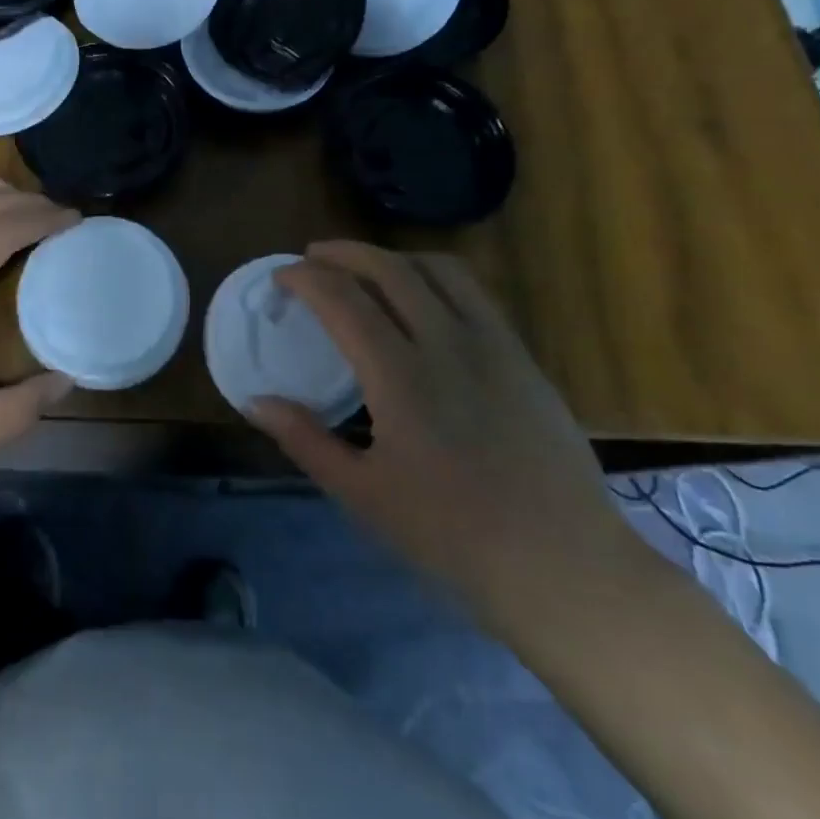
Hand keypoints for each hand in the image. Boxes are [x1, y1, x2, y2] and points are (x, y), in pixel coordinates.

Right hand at [251, 243, 653, 630]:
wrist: (563, 566)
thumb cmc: (453, 536)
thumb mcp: (364, 495)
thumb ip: (305, 440)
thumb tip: (255, 401)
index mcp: (401, 376)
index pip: (342, 299)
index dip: (304, 278)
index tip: (280, 279)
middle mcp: (447, 342)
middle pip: (387, 267)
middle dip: (342, 252)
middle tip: (312, 258)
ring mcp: (492, 343)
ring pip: (436, 268)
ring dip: (390, 256)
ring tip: (363, 269)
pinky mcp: (522, 354)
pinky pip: (473, 290)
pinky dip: (433, 274)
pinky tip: (422, 298)